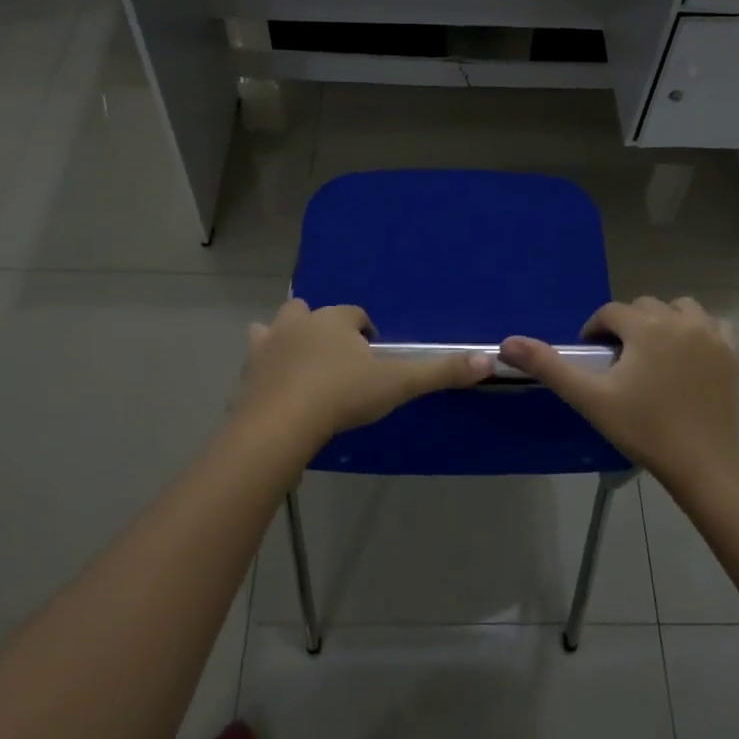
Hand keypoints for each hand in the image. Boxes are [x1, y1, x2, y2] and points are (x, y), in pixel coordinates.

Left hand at [234, 299, 491, 448]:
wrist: (281, 425)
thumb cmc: (343, 396)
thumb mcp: (398, 383)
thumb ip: (440, 372)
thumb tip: (489, 360)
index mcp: (336, 320)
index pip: (357, 315)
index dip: (368, 333)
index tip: (375, 358)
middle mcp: (300, 322)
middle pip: (314, 313)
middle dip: (326, 328)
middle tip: (340, 360)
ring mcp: (269, 343)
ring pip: (279, 326)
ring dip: (291, 337)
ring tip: (305, 364)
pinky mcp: (249, 370)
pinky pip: (257, 356)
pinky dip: (266, 364)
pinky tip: (274, 383)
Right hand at [500, 297, 738, 489]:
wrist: (703, 463)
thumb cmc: (643, 428)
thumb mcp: (590, 398)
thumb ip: (549, 366)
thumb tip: (506, 342)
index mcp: (646, 326)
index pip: (610, 313)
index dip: (595, 331)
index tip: (592, 357)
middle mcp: (681, 320)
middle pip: (644, 307)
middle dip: (627, 326)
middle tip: (619, 362)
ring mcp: (712, 334)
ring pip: (680, 310)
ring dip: (662, 322)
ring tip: (652, 355)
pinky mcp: (732, 353)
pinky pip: (711, 325)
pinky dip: (696, 332)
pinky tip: (687, 357)